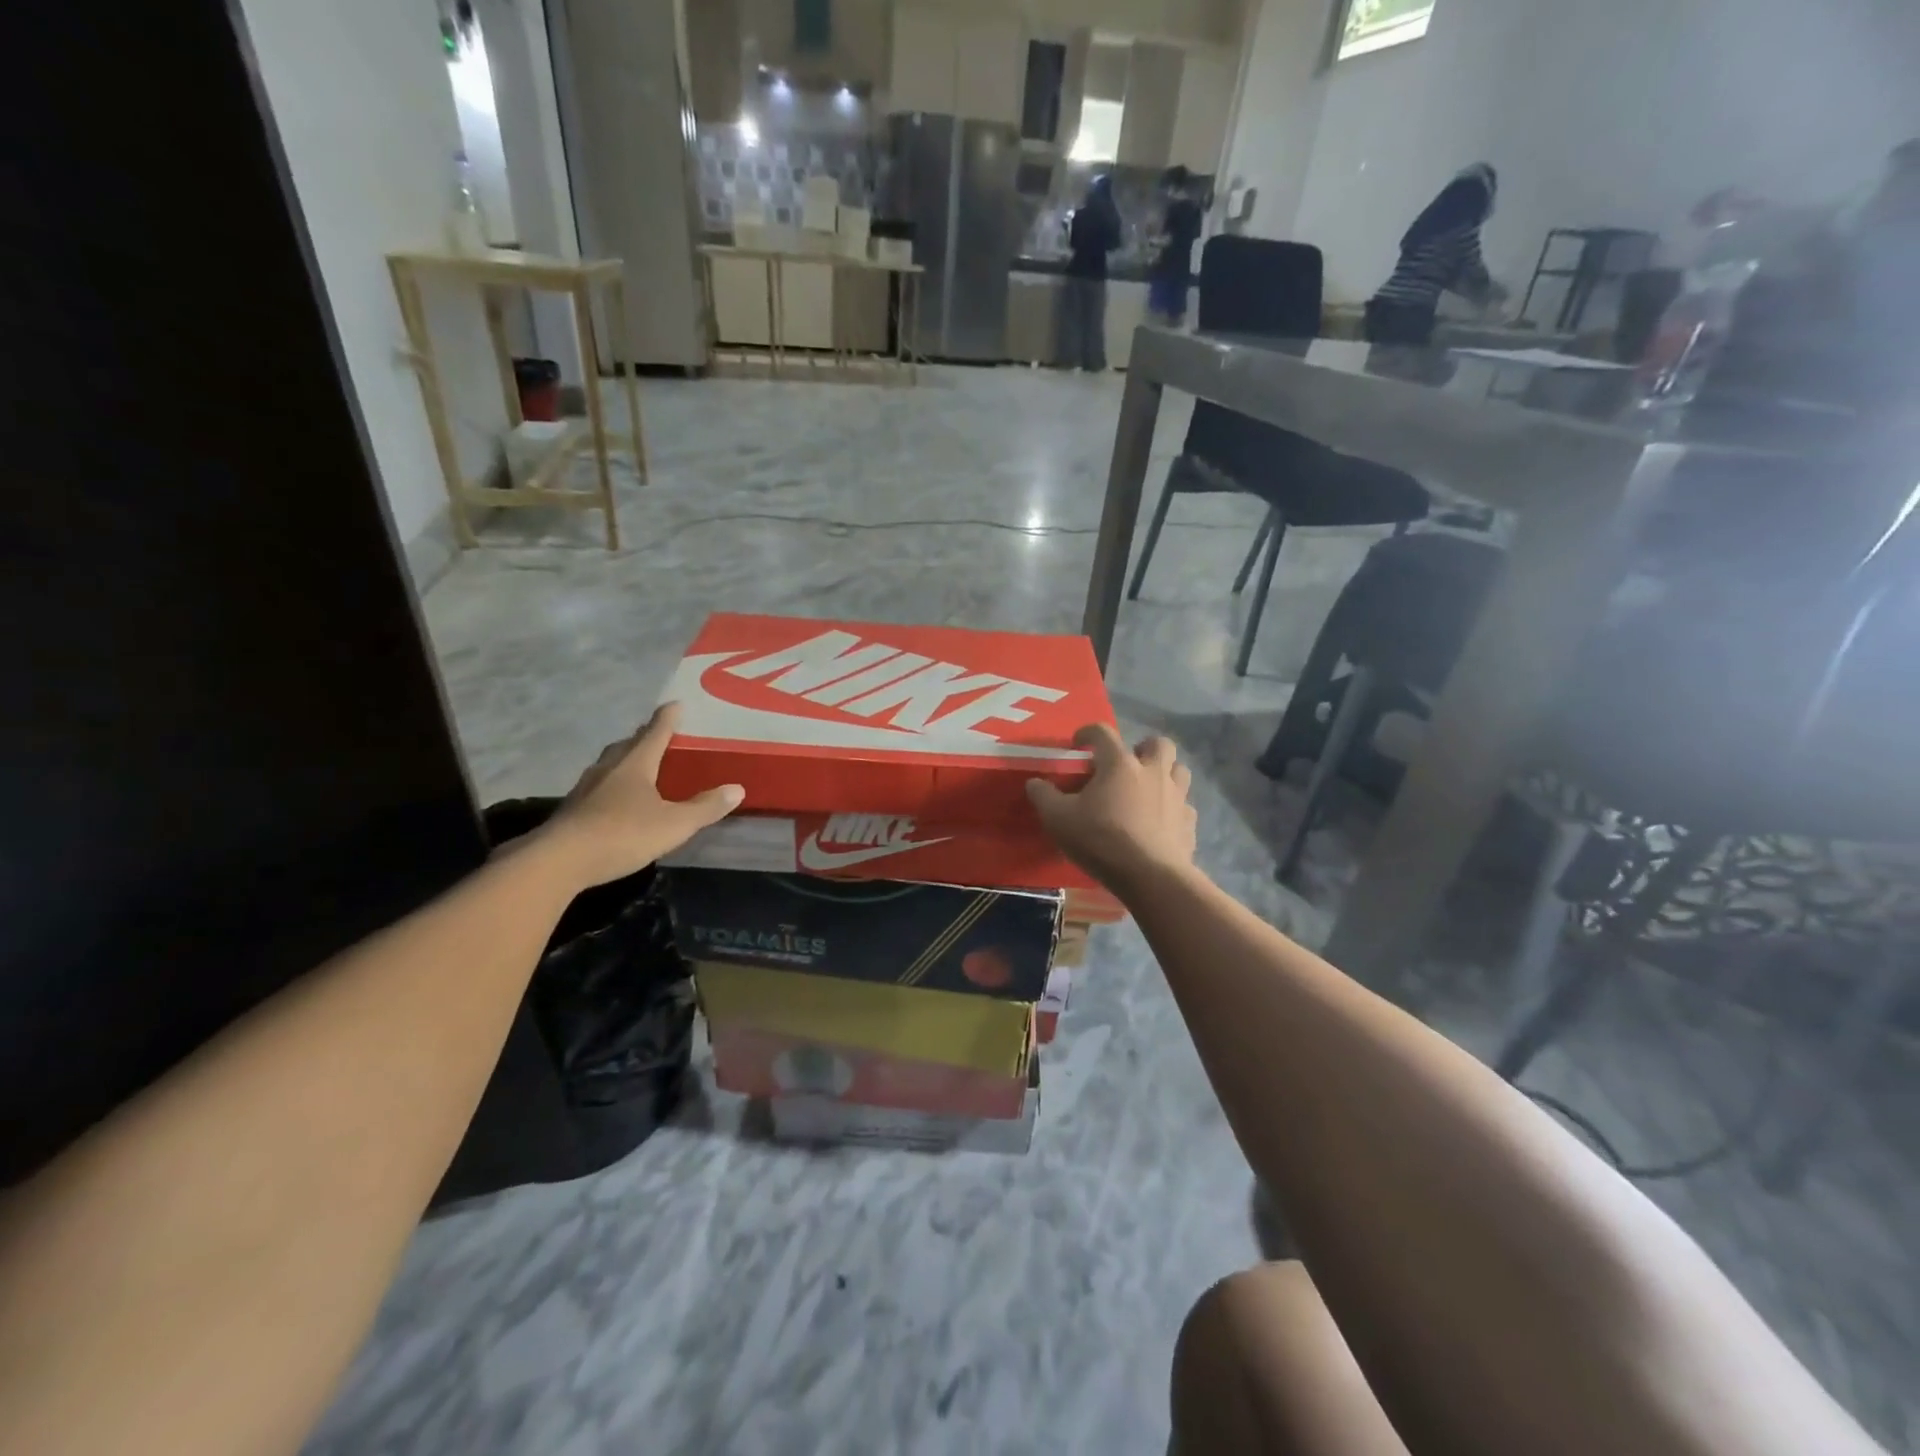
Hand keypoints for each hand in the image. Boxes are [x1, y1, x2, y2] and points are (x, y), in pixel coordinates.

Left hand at [546, 702, 742, 885]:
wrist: (559, 861)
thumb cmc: (623, 834)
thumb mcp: (674, 824)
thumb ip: (705, 807)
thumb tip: (736, 789)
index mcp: (635, 764)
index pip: (655, 733)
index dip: (667, 719)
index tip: (675, 704)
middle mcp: (609, 769)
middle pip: (628, 745)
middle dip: (643, 737)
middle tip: (657, 733)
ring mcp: (586, 789)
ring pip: (609, 765)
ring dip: (625, 759)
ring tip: (637, 763)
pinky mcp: (573, 810)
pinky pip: (598, 786)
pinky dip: (611, 784)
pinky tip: (616, 798)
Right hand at [1025, 723, 1197, 891]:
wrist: (1149, 877)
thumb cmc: (1101, 840)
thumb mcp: (1058, 819)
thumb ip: (1044, 797)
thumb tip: (1034, 783)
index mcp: (1120, 764)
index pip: (1103, 733)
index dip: (1088, 733)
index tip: (1079, 743)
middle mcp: (1153, 772)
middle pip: (1159, 743)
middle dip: (1143, 748)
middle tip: (1127, 764)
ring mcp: (1177, 797)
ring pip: (1179, 770)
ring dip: (1165, 773)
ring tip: (1148, 789)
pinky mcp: (1189, 823)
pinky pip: (1185, 807)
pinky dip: (1174, 809)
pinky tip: (1161, 823)